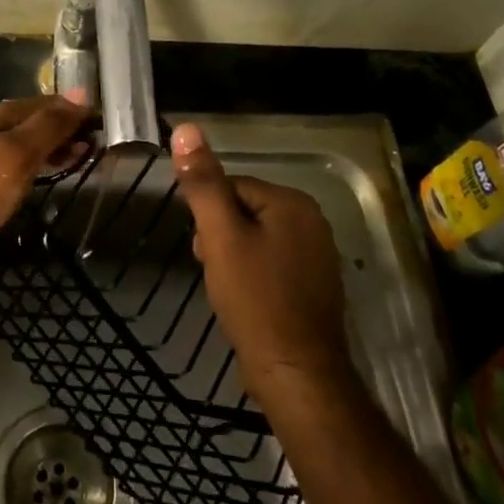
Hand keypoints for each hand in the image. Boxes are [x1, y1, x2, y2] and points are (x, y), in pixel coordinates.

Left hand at [0, 94, 89, 268]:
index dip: (76, 112)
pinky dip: (36, 161)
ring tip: (77, 160)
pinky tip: (42, 174)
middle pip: (37, 118)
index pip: (49, 103)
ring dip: (52, 145)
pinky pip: (14, 156)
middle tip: (95, 148)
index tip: (103, 128)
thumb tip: (82, 94)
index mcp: (3, 114)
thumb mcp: (18, 154)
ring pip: (26, 138)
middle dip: (66, 128)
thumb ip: (49, 126)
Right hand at [171, 122, 354, 390]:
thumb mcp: (221, 236)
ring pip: (257, 240)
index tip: (203, 248)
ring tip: (226, 289)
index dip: (209, 217)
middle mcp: (313, 222)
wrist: (297, 375)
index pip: (233, 187)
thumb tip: (186, 129)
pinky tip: (245, 302)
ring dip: (234, 258)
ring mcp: (318, 256)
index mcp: (293, 203)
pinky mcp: (315, 286)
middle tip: (214, 270)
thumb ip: (204, 183)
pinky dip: (254, 278)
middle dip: (222, 237)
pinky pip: (273, 265)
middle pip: (246, 212)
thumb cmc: (256, 300)